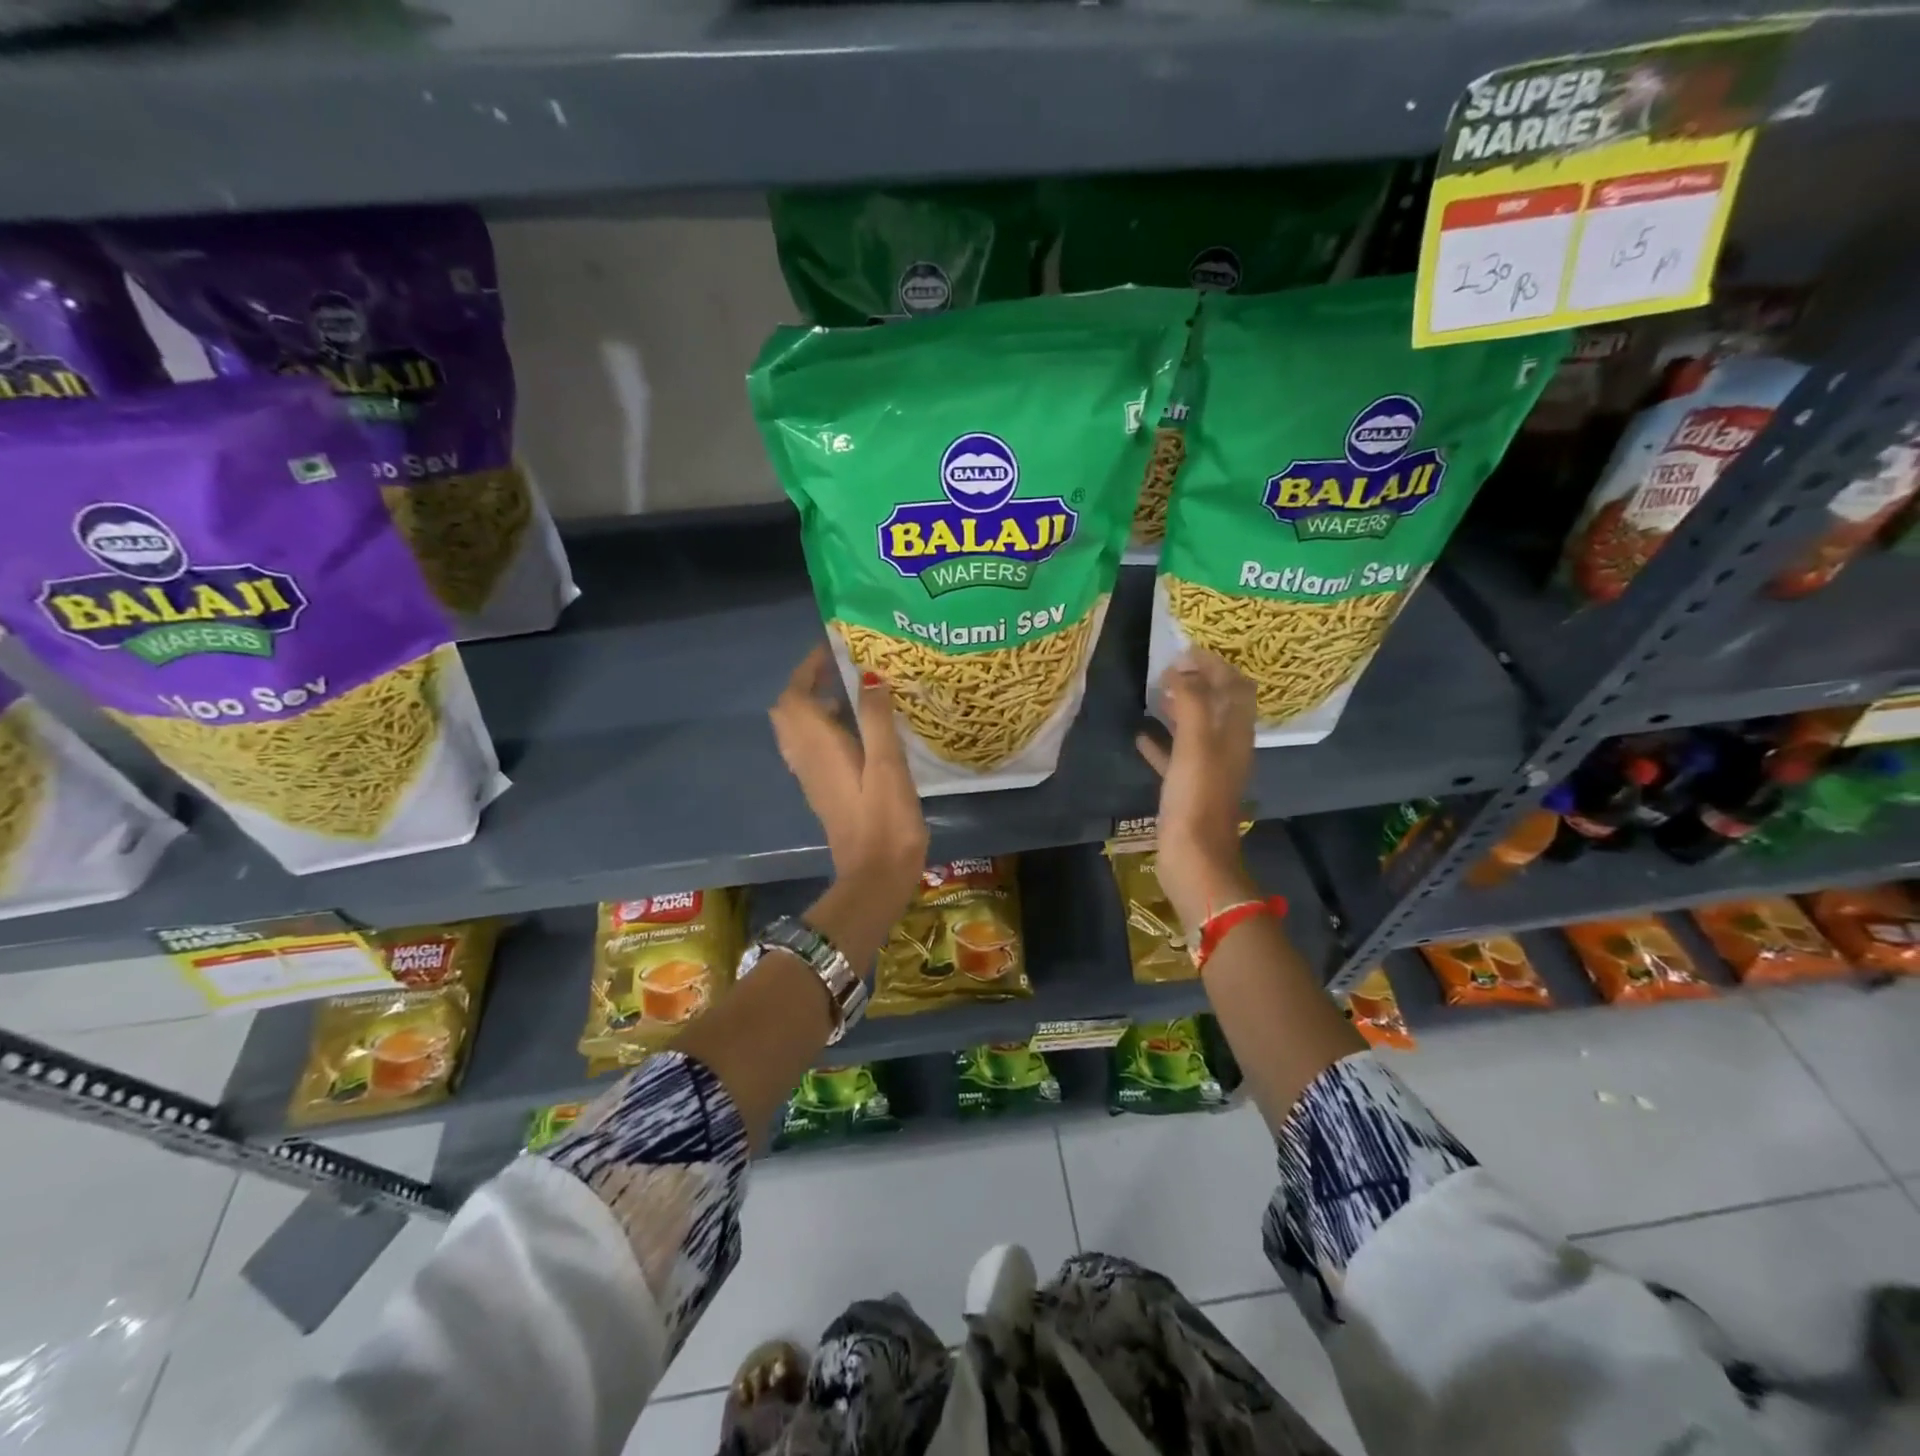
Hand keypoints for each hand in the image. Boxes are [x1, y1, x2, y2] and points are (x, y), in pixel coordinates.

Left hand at [771, 645, 928, 925]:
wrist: (875, 876)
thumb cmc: (885, 820)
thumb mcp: (888, 765)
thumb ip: (876, 718)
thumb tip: (869, 676)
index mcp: (817, 746)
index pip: (795, 696)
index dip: (808, 668)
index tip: (833, 648)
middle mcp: (806, 758)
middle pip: (789, 711)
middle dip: (807, 683)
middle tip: (842, 670)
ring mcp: (811, 777)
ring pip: (798, 730)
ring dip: (814, 705)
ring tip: (852, 693)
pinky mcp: (823, 791)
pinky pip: (811, 747)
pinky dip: (823, 727)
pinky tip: (856, 730)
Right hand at [1136, 649, 1258, 932]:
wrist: (1194, 859)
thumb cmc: (1196, 799)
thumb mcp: (1196, 745)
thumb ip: (1193, 703)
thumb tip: (1182, 671)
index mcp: (1235, 734)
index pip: (1236, 687)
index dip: (1216, 665)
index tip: (1185, 651)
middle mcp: (1227, 748)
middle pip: (1219, 705)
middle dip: (1199, 681)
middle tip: (1169, 667)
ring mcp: (1207, 770)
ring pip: (1197, 728)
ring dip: (1181, 708)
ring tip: (1156, 692)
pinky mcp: (1187, 789)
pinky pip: (1175, 757)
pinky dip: (1162, 741)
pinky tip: (1140, 735)